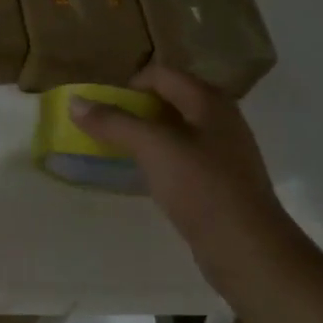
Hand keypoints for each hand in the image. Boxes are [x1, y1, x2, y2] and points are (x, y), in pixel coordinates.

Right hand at [70, 65, 286, 249]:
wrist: (247, 249)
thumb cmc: (202, 187)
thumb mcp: (152, 148)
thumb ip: (113, 122)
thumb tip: (75, 102)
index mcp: (208, 101)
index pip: (160, 74)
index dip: (128, 85)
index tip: (103, 108)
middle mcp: (219, 119)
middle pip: (167, 99)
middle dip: (132, 110)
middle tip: (104, 128)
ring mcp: (222, 151)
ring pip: (173, 130)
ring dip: (143, 135)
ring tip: (116, 151)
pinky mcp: (218, 180)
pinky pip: (180, 157)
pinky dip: (157, 158)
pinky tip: (142, 176)